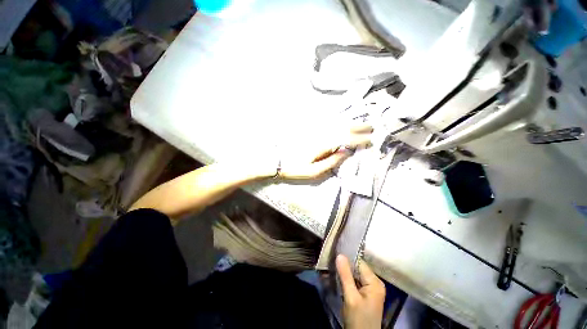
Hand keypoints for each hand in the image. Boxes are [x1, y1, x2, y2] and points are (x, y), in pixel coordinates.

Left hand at [278, 124, 372, 179]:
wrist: (277, 159)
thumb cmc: (295, 168)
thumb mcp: (314, 171)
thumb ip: (331, 162)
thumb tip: (346, 153)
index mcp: (323, 145)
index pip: (346, 140)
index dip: (359, 140)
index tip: (370, 140)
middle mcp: (321, 134)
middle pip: (343, 128)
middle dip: (358, 127)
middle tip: (371, 126)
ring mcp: (315, 130)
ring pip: (336, 123)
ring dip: (350, 122)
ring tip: (360, 122)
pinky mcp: (309, 129)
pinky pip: (326, 122)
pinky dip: (337, 120)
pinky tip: (341, 120)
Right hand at [336, 254, 385, 328]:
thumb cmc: (358, 319)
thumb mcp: (351, 297)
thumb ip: (345, 275)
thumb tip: (340, 254)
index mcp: (375, 282)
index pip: (359, 263)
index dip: (347, 259)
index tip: (334, 255)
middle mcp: (375, 282)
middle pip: (357, 268)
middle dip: (344, 267)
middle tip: (331, 263)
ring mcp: (371, 289)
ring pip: (355, 275)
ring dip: (344, 274)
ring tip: (332, 270)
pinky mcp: (366, 294)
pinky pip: (355, 282)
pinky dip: (347, 281)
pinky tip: (338, 279)